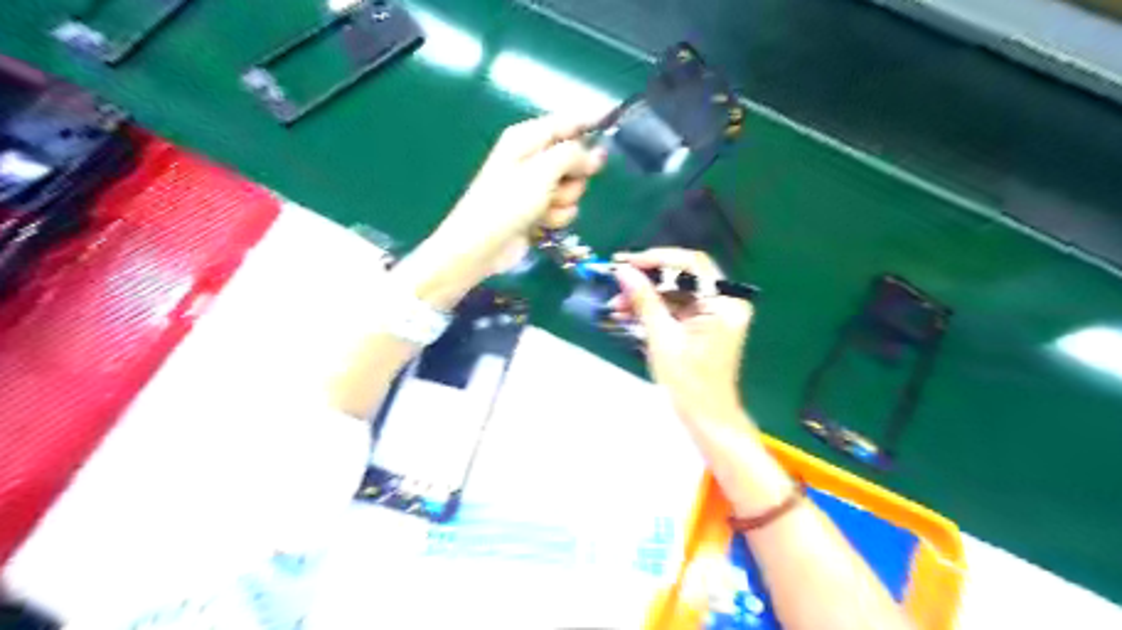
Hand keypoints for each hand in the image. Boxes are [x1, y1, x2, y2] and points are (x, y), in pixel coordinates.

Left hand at [405, 116, 604, 304]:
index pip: (567, 122)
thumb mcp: (542, 171)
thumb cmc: (507, 202)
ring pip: (574, 188)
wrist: (481, 246)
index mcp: (527, 138)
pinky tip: (541, 224)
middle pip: (575, 159)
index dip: (590, 123)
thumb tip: (596, 154)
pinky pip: (565, 209)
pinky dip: (557, 218)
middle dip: (574, 177)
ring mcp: (536, 187)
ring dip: (564, 202)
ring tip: (543, 210)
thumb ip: (573, 155)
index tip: (614, 122)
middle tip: (558, 186)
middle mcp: (533, 158)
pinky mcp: (539, 211)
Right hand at [609, 247, 757, 421]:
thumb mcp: (662, 338)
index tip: (627, 263)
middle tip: (616, 283)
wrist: (707, 418)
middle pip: (683, 276)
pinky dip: (653, 309)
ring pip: (676, 291)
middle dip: (647, 280)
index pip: (691, 264)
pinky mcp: (705, 323)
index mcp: (724, 303)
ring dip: (646, 296)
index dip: (657, 259)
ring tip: (616, 305)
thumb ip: (644, 300)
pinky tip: (627, 313)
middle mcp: (725, 301)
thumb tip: (623, 271)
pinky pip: (676, 306)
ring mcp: (716, 312)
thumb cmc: (689, 383)